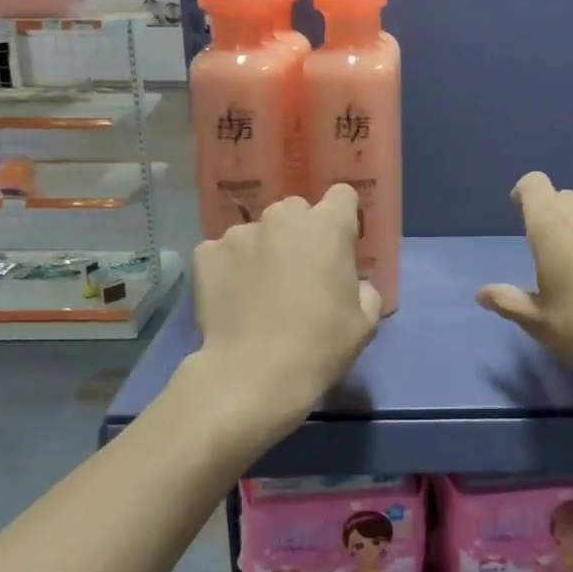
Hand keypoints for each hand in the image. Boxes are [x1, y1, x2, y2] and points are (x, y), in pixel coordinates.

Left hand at [190, 184, 383, 433]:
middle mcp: (282, 218)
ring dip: (263, 250)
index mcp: (327, 227)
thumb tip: (354, 284)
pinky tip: (233, 298)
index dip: (343, 219)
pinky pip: (224, 252)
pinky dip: (230, 268)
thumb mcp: (364, 322)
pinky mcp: (206, 253)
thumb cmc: (320, 346)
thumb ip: (365, 290)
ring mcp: (240, 233)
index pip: (342, 196)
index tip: (339, 247)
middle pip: (296, 211)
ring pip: (258, 232)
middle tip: (299, 273)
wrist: (254, 376)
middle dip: (300, 234)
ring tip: (259, 290)